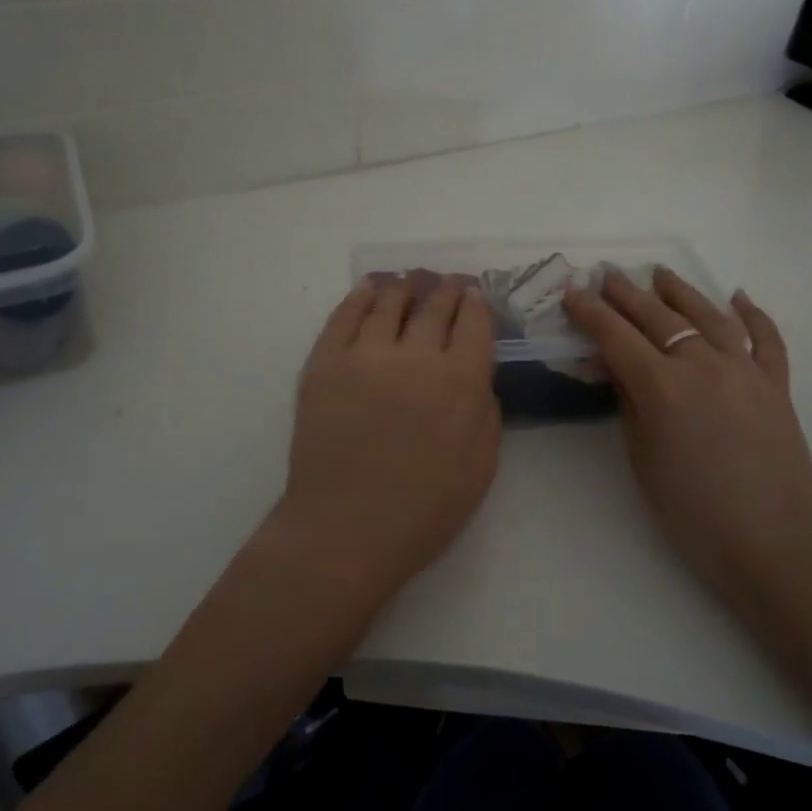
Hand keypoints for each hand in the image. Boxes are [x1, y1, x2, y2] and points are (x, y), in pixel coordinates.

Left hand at [271, 276, 500, 604]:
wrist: (344, 530)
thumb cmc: (423, 511)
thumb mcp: (481, 469)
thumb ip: (487, 413)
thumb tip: (477, 376)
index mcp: (459, 382)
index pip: (474, 322)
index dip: (477, 303)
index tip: (475, 295)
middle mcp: (415, 357)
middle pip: (434, 305)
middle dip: (446, 288)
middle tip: (448, 282)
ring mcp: (364, 356)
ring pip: (389, 302)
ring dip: (405, 286)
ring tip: (410, 280)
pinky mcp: (324, 364)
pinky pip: (343, 316)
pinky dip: (360, 296)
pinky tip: (369, 289)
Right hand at [562, 269, 811, 594]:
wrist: (775, 546)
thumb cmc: (693, 514)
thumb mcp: (643, 459)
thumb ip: (629, 405)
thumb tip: (616, 368)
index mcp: (662, 387)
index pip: (616, 337)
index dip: (590, 313)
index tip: (572, 292)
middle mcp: (702, 366)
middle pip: (658, 318)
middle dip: (627, 294)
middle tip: (607, 276)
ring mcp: (745, 371)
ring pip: (709, 316)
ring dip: (681, 292)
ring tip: (661, 274)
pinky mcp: (777, 386)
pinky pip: (767, 340)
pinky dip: (754, 315)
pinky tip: (740, 297)